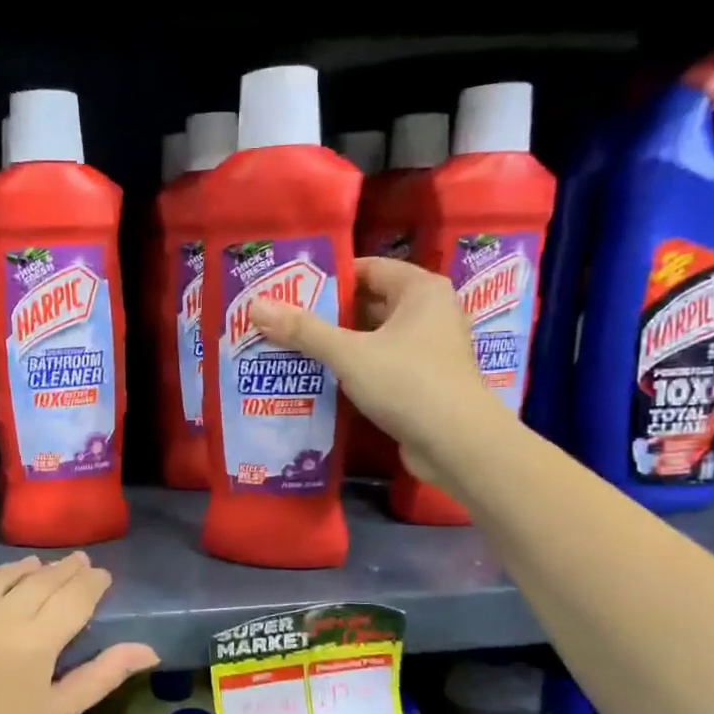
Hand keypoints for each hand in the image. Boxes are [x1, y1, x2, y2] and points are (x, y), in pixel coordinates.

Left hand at [0, 554, 158, 713]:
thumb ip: (104, 674)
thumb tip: (150, 649)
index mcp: (32, 644)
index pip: (73, 597)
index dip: (91, 582)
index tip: (101, 575)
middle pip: (38, 580)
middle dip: (63, 570)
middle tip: (77, 562)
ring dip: (21, 571)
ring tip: (36, 568)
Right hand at [248, 256, 504, 489]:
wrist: (457, 445)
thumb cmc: (408, 383)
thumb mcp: (349, 354)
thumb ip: (303, 331)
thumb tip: (256, 306)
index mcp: (421, 290)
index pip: (367, 269)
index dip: (327, 278)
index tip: (289, 289)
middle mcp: (429, 313)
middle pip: (368, 303)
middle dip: (326, 314)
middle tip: (281, 321)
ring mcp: (428, 349)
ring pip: (372, 338)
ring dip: (336, 344)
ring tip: (290, 348)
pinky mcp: (422, 381)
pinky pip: (379, 364)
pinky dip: (352, 369)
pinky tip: (318, 378)